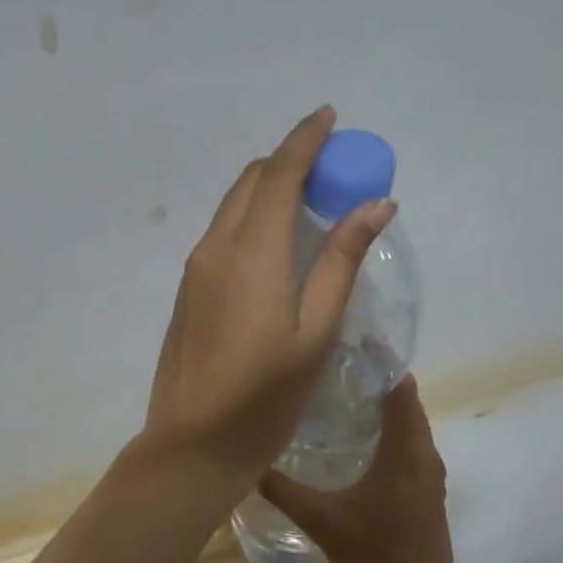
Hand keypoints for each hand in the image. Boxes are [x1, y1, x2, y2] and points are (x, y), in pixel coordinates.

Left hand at [141, 105, 397, 490]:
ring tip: (312, 205)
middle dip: (290, 162)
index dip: (305, 139)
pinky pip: (223, 235)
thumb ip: (341, 262)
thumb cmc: (264, 397)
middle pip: (251, 182)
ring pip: (233, 207)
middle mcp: (214, 248)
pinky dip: (252, 220)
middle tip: (332, 171)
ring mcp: (194, 271)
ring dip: (270, 192)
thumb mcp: (316, 332)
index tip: (330, 117)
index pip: (279, 173)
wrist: (192, 444)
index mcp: (250, 252)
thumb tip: (375, 204)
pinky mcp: (188, 292)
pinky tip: (277, 247)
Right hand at [259, 376, 456, 562]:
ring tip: (339, 394)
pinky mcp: (426, 489)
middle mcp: (424, 456)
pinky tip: (354, 438)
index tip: (348, 345)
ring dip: (381, 406)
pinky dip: (387, 430)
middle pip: (405, 403)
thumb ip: (284, 490)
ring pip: (408, 425)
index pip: (400, 390)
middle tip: (332, 367)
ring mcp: (429, 474)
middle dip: (374, 381)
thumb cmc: (374, 559)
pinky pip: (408, 444)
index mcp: (406, 455)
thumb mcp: (322, 521)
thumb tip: (248, 462)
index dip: (380, 364)